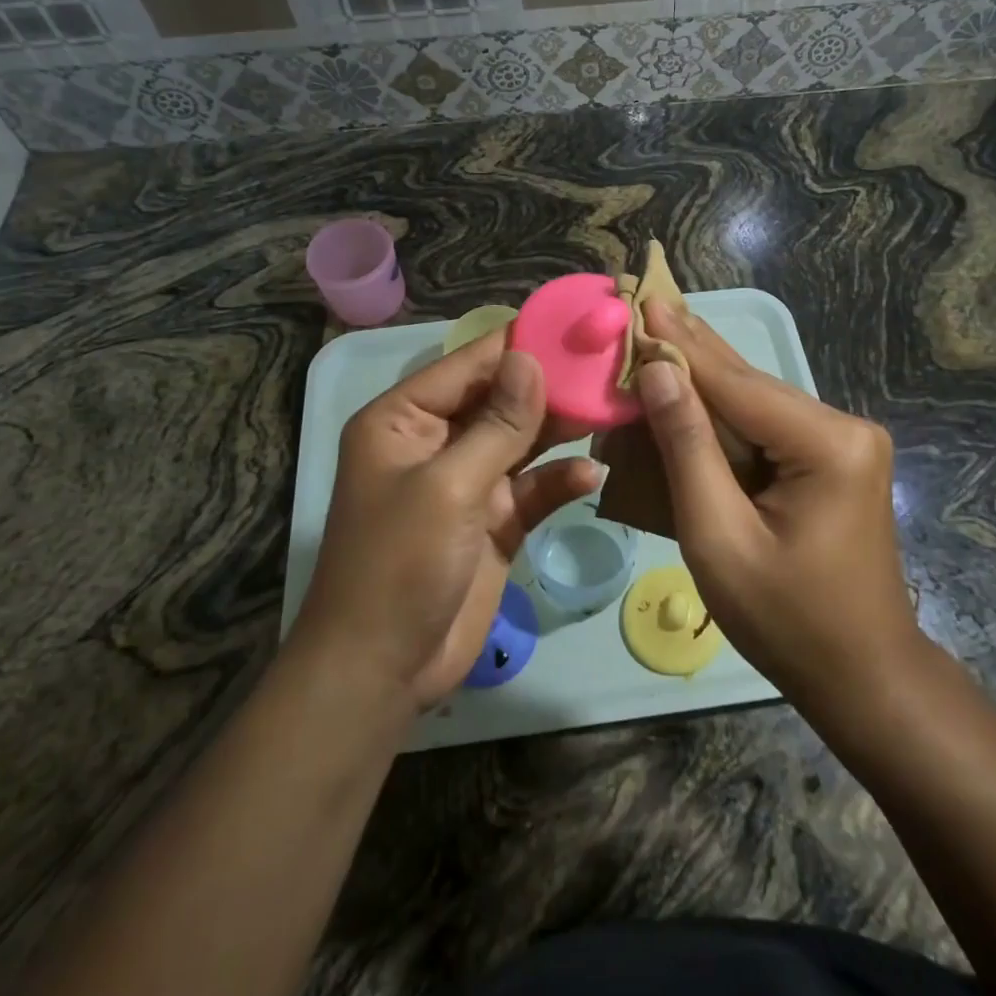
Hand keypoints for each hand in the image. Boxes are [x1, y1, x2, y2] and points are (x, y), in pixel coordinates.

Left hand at [292, 334, 597, 709]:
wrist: (382, 671)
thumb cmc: (399, 565)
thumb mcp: (448, 487)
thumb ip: (497, 424)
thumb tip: (530, 358)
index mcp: (405, 419)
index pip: (470, 364)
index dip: (521, 342)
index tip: (577, 323)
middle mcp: (436, 441)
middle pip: (501, 398)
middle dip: (551, 384)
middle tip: (609, 364)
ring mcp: (468, 481)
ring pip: (522, 439)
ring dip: (563, 427)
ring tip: (613, 406)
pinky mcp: (494, 520)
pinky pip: (533, 487)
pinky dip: (560, 478)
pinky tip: (594, 472)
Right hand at [632, 300, 919, 703]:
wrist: (863, 676)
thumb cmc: (785, 619)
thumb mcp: (719, 537)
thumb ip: (687, 448)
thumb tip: (657, 371)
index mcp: (828, 444)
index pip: (735, 383)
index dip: (680, 343)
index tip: (640, 299)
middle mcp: (844, 427)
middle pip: (748, 383)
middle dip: (690, 349)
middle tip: (643, 302)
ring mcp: (844, 441)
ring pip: (755, 401)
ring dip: (701, 380)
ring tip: (654, 335)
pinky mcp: (834, 458)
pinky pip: (766, 426)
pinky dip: (722, 414)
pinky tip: (688, 387)